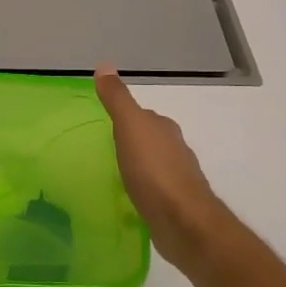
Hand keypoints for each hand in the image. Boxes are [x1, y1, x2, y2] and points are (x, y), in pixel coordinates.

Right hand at [96, 67, 240, 277]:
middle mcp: (174, 149)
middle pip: (149, 139)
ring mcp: (176, 178)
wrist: (183, 221)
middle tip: (102, 148)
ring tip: (111, 173)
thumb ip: (117, 99)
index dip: (125, 117)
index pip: (143, 115)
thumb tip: (105, 65)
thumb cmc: (154, 170)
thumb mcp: (130, 127)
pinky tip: (127, 197)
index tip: (104, 124)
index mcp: (163, 128)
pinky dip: (140, 189)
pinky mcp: (173, 204)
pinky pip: (152, 190)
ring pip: (152, 165)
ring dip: (136, 166)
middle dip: (131, 142)